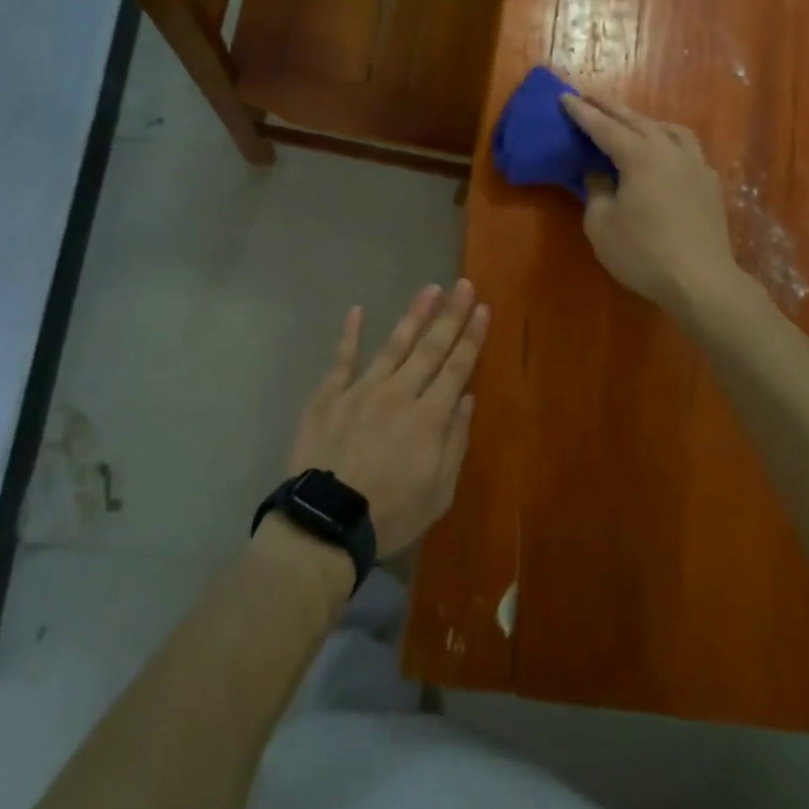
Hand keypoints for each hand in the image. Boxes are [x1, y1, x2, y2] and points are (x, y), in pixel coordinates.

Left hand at [283, 282, 489, 556]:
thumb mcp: (438, 493)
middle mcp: (399, 393)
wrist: (325, 523)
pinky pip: (342, 359)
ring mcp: (362, 390)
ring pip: (394, 344)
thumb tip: (467, 399)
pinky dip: (350, 334)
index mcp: (428, 418)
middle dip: (450, 315)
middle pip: (430, 348)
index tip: (483, 309)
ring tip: (429, 289)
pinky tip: (358, 311)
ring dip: (414, 315)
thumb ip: (455, 442)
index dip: (472, 337)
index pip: (457, 368)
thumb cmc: (390, 514)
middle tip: (463, 284)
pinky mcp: (329, 395)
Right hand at [561, 95, 740, 315]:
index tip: (565, 97)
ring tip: (630, 122)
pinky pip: (686, 148)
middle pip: (637, 121)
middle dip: (611, 108)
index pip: (605, 128)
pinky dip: (668, 140)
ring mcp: (695, 165)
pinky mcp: (709, 184)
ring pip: (669, 130)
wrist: (701, 281)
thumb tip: (598, 174)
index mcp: (640, 157)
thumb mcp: (602, 225)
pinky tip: (664, 153)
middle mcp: (670, 152)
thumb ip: (596, 191)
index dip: (582, 113)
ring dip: (645, 121)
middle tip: (590, 98)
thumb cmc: (643, 253)